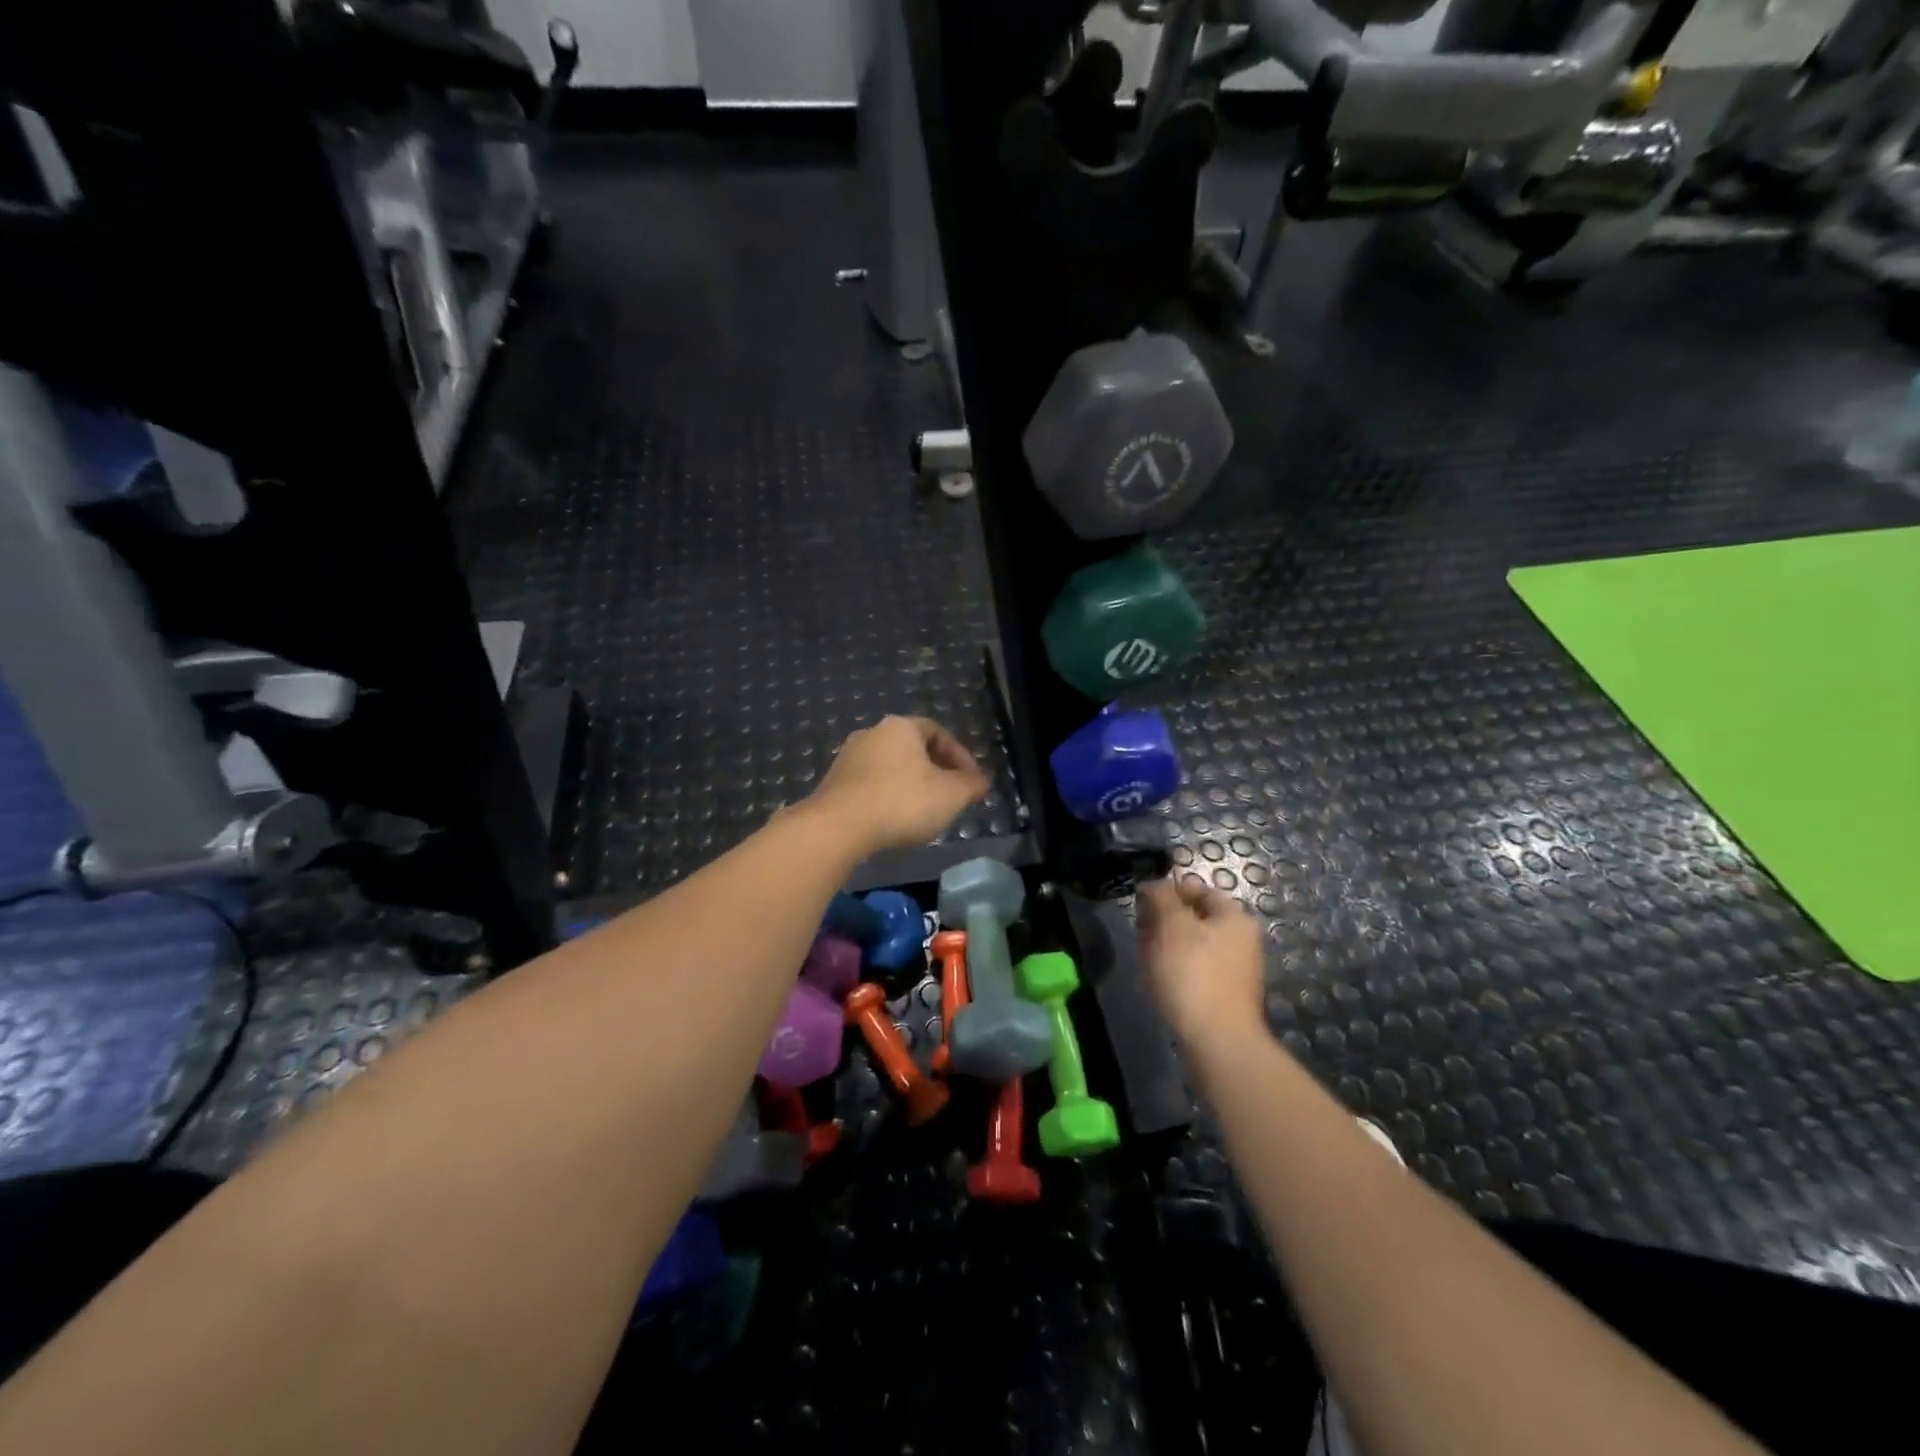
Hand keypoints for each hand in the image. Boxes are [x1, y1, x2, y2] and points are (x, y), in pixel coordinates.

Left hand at [805, 716, 989, 852]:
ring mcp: (848, 757)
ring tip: (924, 810)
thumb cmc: (902, 802)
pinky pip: (870, 783)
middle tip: (950, 794)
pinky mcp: (833, 782)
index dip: (960, 756)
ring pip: (890, 766)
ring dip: (911, 784)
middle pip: (913, 748)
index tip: (971, 781)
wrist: (838, 827)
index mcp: (901, 727)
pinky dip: (888, 796)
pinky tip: (894, 819)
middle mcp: (872, 733)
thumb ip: (970, 785)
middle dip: (936, 770)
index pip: (938, 732)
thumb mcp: (950, 796)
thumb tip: (981, 781)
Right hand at [1137, 875, 1267, 1051]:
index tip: (1141, 905)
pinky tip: (1158, 983)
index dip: (1167, 892)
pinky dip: (1174, 971)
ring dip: (1165, 948)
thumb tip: (1154, 884)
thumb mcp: (1170, 924)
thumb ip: (1161, 896)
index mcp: (1234, 916)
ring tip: (1146, 961)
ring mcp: (1235, 970)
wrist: (1217, 1041)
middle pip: (1194, 918)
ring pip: (1191, 946)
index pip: (1197, 889)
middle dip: (1163, 922)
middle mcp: (1241, 940)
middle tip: (1141, 934)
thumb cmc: (1192, 973)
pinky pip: (1194, 972)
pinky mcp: (1224, 996)